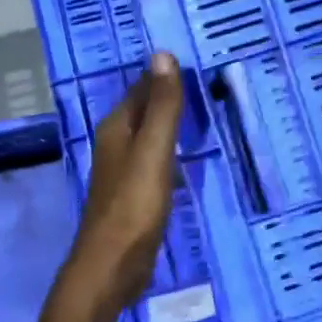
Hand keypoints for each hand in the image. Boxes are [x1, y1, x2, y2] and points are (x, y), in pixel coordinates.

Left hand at [71, 53, 184, 307]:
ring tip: (206, 110)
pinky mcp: (135, 193)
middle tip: (210, 81)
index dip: (166, 73)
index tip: (198, 59)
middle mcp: (116, 143)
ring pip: (150, 134)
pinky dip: (172, 149)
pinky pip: (156, 159)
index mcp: (117, 128)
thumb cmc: (133, 206)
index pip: (142, 87)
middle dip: (170, 95)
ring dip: (172, 122)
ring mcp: (124, 170)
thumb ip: (161, 107)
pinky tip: (190, 153)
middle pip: (145, 109)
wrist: (112, 267)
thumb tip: (162, 54)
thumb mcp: (153, 151)